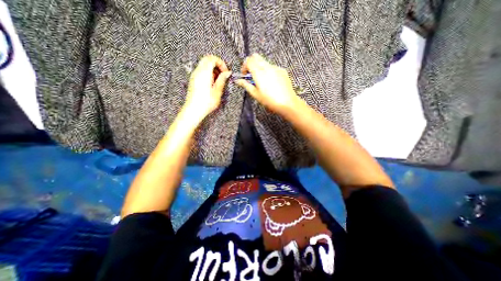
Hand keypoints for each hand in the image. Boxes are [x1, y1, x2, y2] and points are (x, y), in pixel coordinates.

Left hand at [183, 55, 230, 120]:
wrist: (194, 110)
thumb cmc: (204, 103)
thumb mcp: (217, 91)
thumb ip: (222, 80)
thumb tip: (227, 73)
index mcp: (204, 73)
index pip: (212, 58)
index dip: (221, 63)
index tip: (225, 71)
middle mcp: (198, 72)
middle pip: (207, 59)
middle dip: (217, 65)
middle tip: (222, 75)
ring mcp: (194, 76)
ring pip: (204, 65)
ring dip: (213, 70)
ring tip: (218, 81)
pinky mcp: (194, 80)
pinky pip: (202, 71)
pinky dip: (209, 74)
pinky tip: (212, 84)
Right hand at [235, 53, 296, 113]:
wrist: (287, 103)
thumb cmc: (271, 101)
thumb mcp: (256, 94)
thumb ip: (246, 85)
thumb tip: (238, 81)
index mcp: (259, 73)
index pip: (249, 61)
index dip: (244, 66)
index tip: (244, 74)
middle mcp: (267, 68)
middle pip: (256, 56)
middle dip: (251, 63)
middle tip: (251, 74)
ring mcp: (276, 68)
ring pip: (264, 62)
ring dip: (260, 67)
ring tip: (262, 81)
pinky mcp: (282, 71)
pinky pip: (273, 67)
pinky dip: (268, 71)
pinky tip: (271, 82)